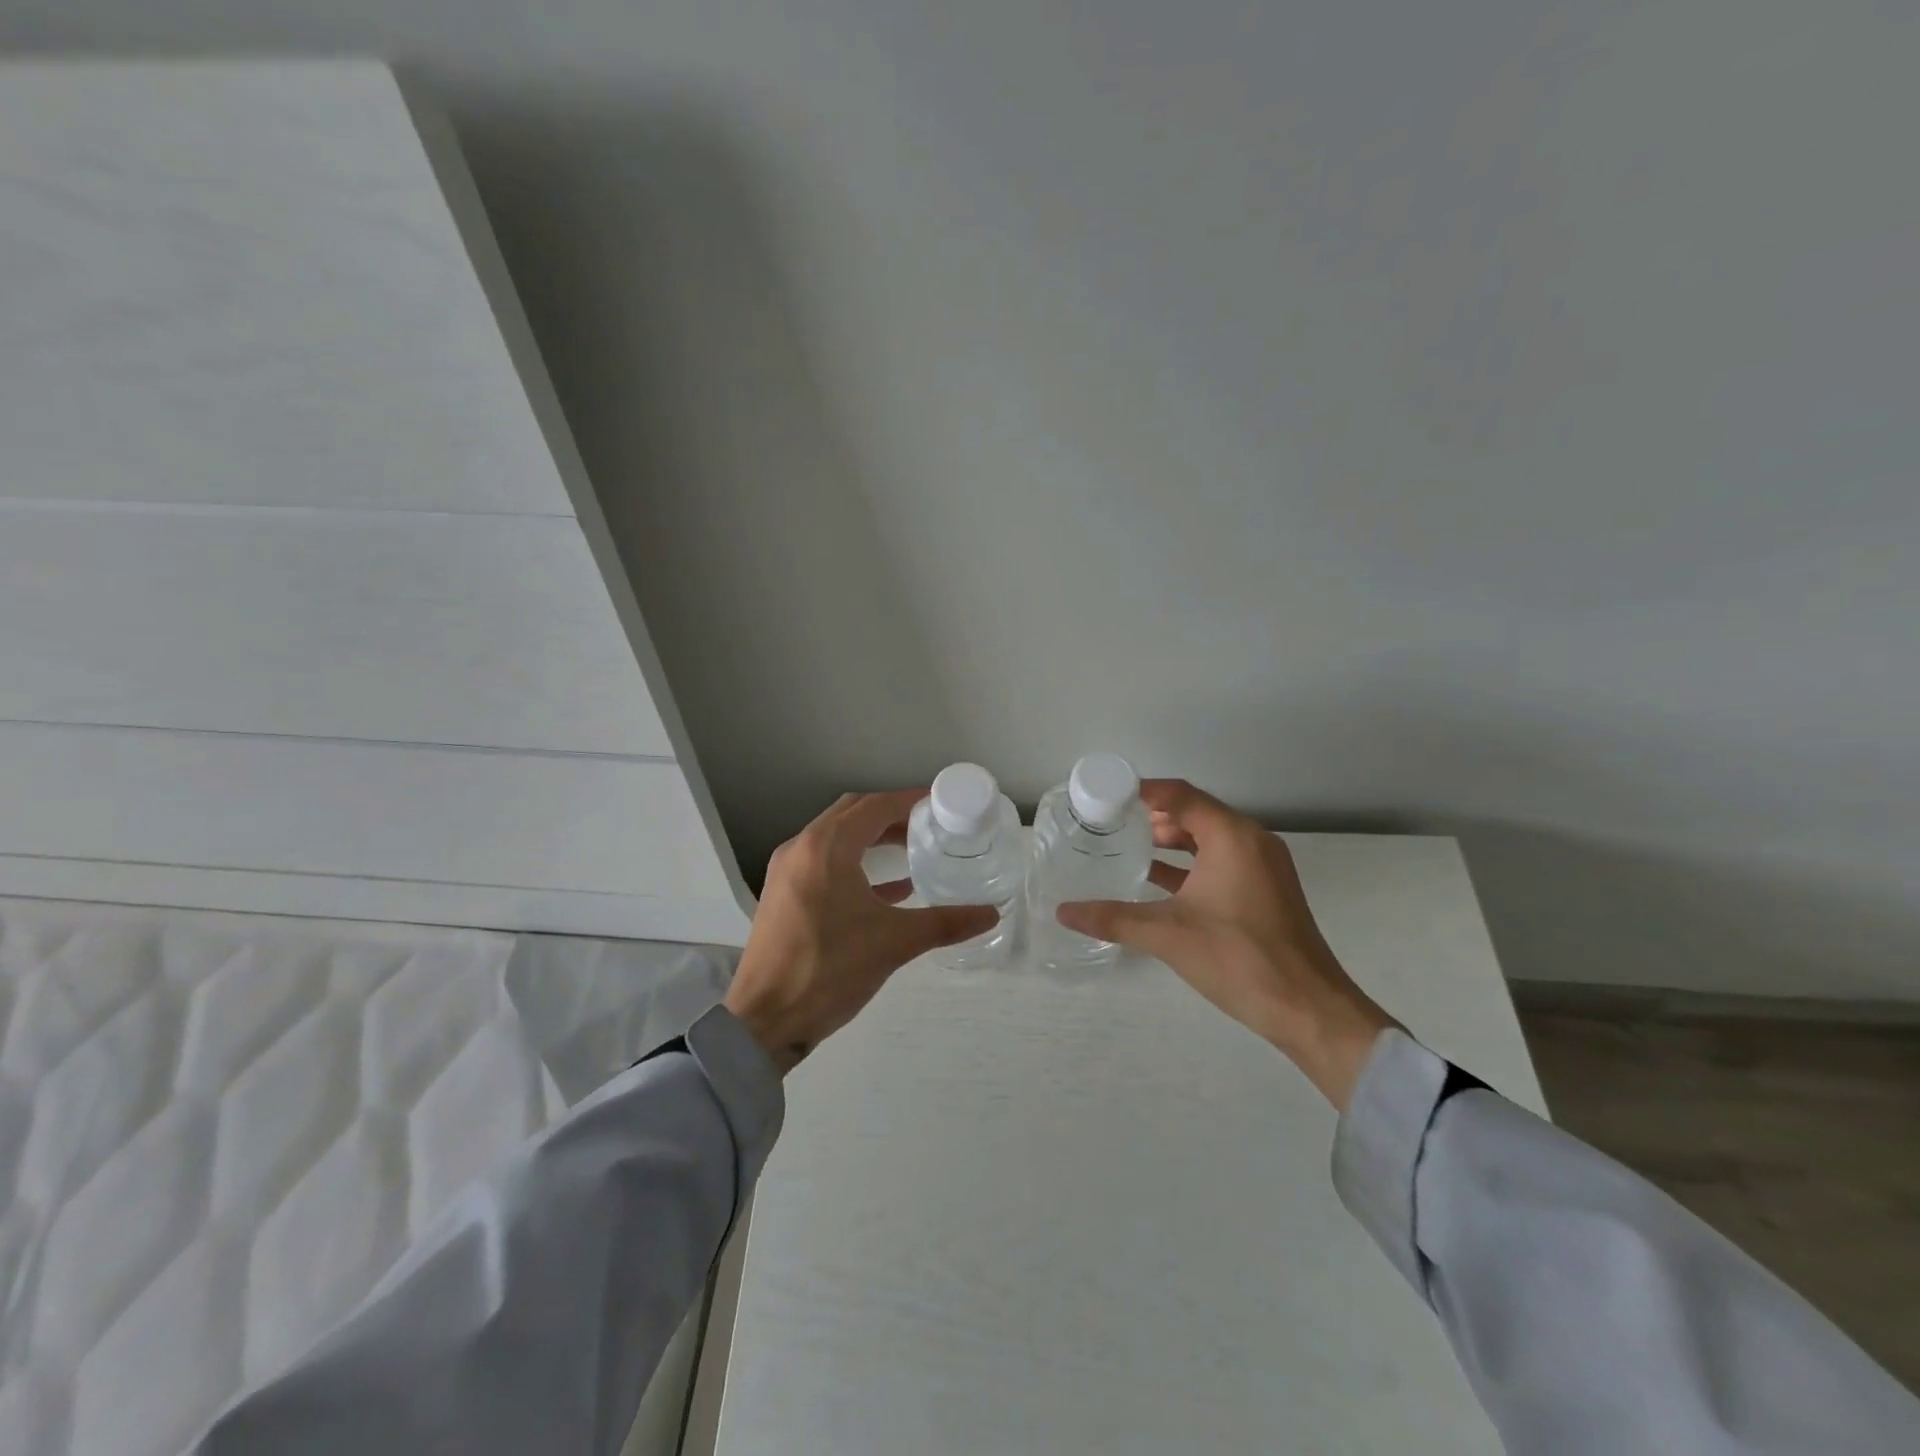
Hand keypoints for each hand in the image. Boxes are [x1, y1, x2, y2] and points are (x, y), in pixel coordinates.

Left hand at [725, 791, 998, 1073]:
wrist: (765, 1020)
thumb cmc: (830, 970)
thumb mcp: (894, 943)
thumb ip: (945, 923)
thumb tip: (991, 913)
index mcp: (827, 847)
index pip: (875, 806)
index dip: (909, 801)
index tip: (940, 804)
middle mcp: (802, 848)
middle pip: (852, 814)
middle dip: (891, 815)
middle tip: (929, 825)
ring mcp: (787, 871)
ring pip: (836, 838)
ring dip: (872, 839)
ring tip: (912, 850)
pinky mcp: (783, 895)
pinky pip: (824, 863)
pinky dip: (855, 864)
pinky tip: (889, 889)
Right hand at [1057, 780, 1395, 1108]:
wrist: (1309, 1009)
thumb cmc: (1239, 959)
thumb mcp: (1168, 935)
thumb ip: (1113, 918)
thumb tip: (1063, 912)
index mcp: (1232, 837)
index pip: (1181, 795)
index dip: (1142, 791)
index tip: (1106, 794)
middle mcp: (1252, 841)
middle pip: (1195, 812)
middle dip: (1153, 816)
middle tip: (1111, 822)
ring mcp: (1263, 865)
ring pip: (1209, 838)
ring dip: (1172, 840)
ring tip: (1129, 846)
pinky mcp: (1266, 889)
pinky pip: (1222, 860)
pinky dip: (1190, 864)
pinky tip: (1158, 880)